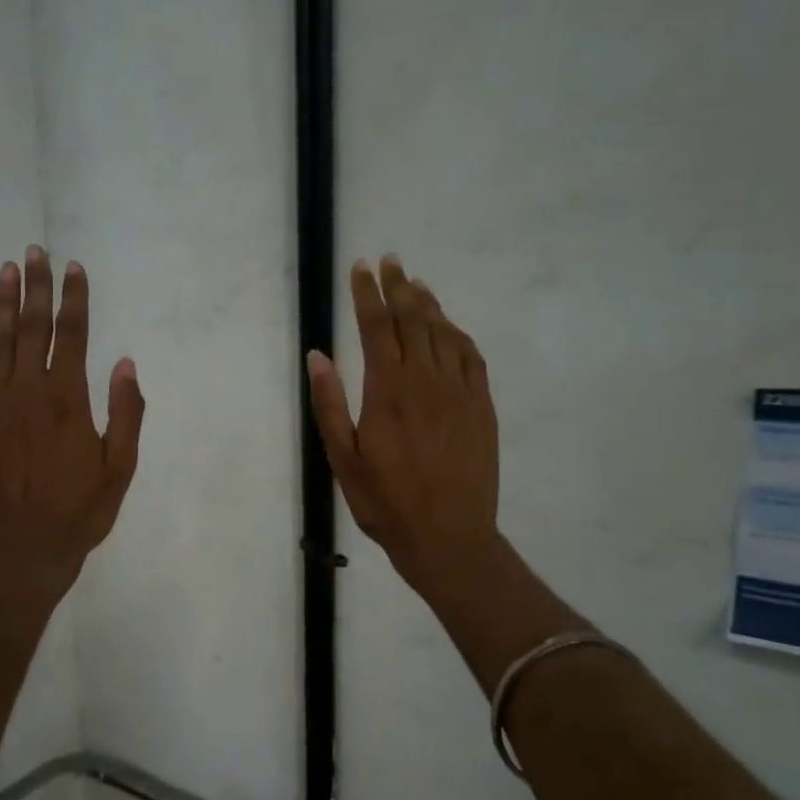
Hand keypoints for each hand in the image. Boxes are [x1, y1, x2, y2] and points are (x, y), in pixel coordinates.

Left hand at [0, 247, 143, 608]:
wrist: (21, 550)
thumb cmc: (78, 512)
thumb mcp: (120, 469)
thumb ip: (126, 414)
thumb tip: (125, 363)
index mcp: (68, 401)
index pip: (72, 336)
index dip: (74, 299)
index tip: (74, 268)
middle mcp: (28, 392)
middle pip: (33, 328)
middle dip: (37, 287)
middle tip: (36, 252)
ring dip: (5, 303)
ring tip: (9, 269)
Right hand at [307, 255, 500, 600]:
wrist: (448, 537)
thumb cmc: (385, 502)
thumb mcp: (343, 458)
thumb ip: (329, 404)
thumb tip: (317, 355)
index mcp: (387, 391)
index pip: (376, 328)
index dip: (367, 295)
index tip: (361, 269)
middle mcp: (426, 381)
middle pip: (413, 320)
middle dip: (398, 287)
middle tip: (390, 262)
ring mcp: (459, 392)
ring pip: (444, 333)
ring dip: (428, 304)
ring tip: (416, 283)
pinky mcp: (482, 407)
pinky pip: (471, 357)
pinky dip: (458, 334)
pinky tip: (450, 327)